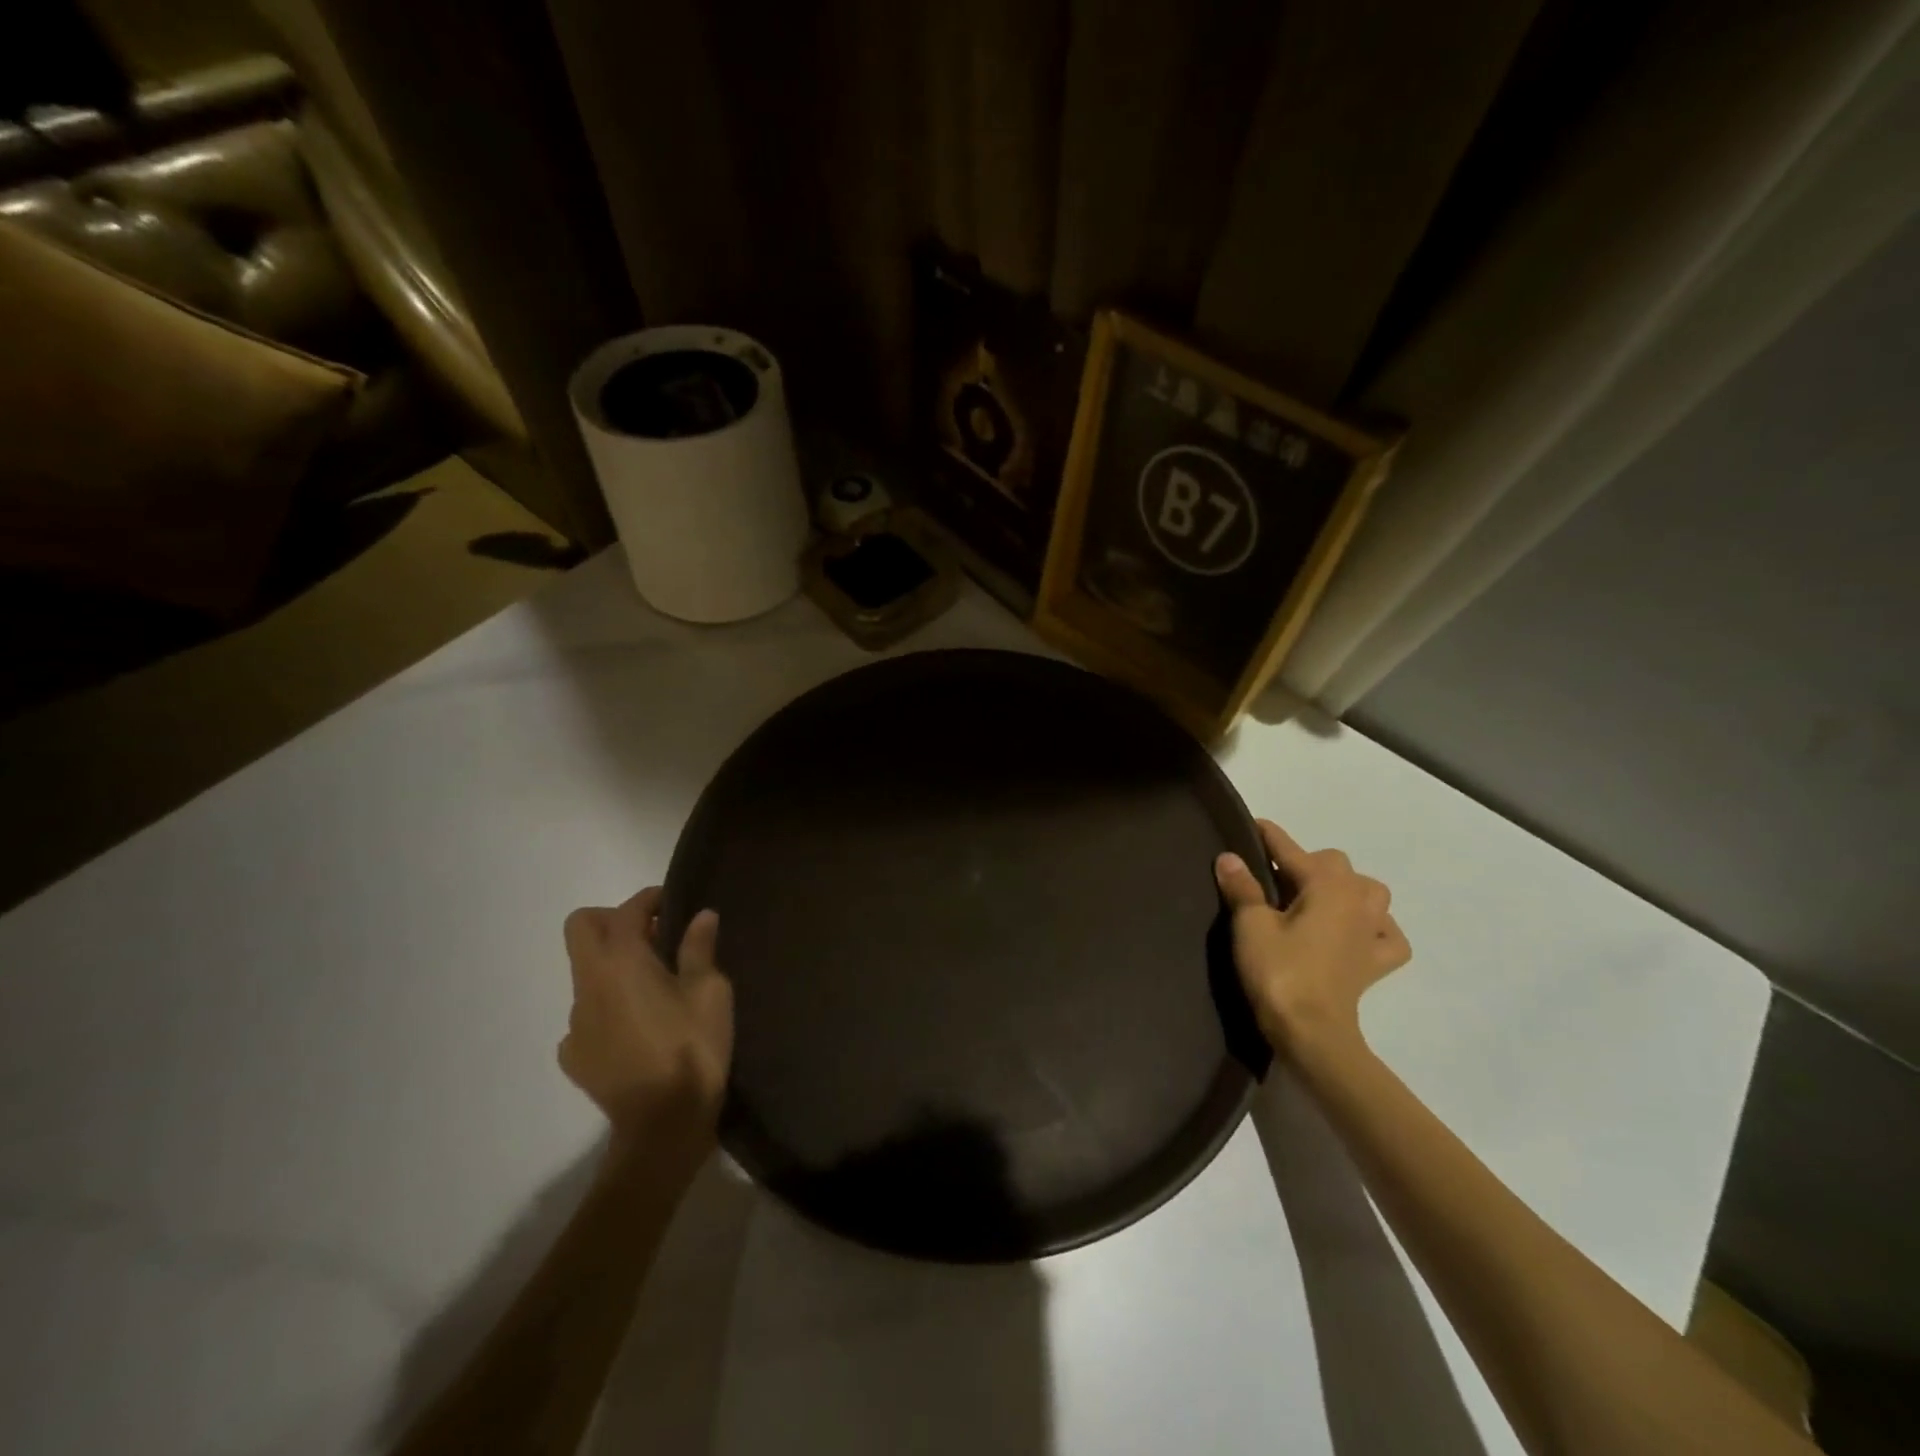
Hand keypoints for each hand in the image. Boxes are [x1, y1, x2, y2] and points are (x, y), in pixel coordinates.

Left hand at [559, 888, 732, 1171]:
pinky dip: (607, 1008)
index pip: (625, 911)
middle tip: (651, 935)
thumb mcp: (710, 992)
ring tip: (652, 987)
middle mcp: (589, 984)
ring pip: (585, 973)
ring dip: (613, 966)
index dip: (648, 899)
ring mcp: (574, 1022)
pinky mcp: (573, 1056)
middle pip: (580, 928)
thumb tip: (701, 915)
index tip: (672, 903)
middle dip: (613, 920)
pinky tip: (635, 1028)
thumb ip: (700, 949)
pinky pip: (585, 1015)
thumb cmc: (692, 1047)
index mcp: (622, 962)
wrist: (663, 1124)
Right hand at [1215, 820, 1410, 1054]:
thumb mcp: (1251, 925)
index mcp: (1327, 885)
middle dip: (1307, 863)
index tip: (1254, 825)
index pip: (1293, 850)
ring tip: (1316, 900)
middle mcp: (1358, 900)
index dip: (1271, 837)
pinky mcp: (1378, 963)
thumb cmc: (1279, 971)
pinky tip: (1356, 934)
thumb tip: (1229, 858)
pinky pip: (1387, 934)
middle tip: (1274, 878)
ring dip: (1345, 888)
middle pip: (1335, 864)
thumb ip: (1242, 888)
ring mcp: (1374, 932)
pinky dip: (1375, 928)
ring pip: (1370, 892)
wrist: (1312, 1032)